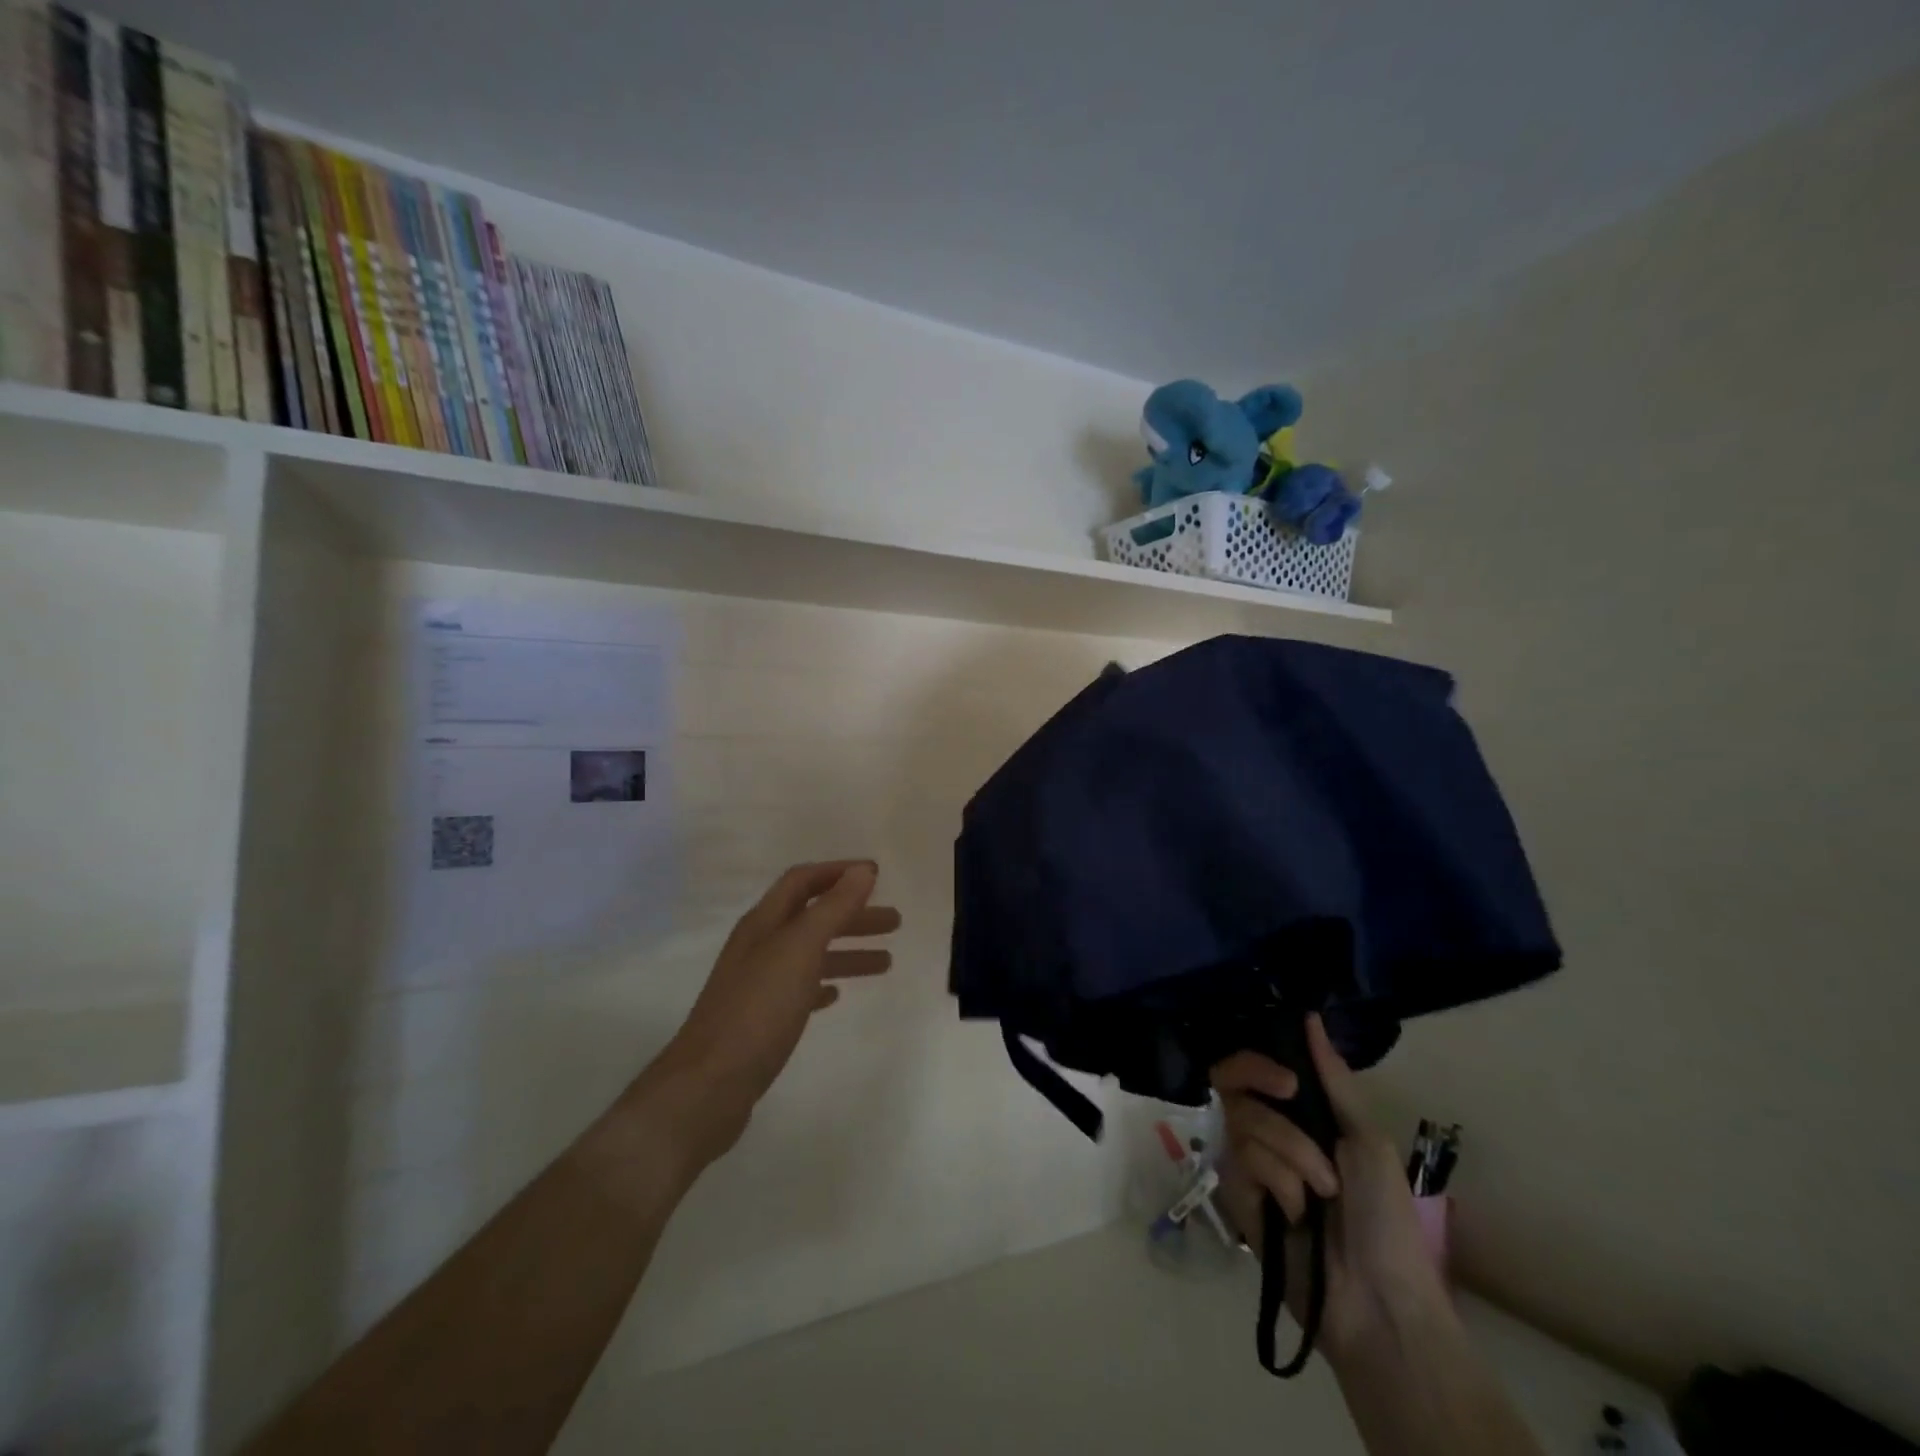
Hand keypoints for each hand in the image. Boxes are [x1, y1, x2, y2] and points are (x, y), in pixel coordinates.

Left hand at [644, 862, 899, 1172]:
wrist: (708, 1086)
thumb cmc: (758, 1009)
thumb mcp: (800, 950)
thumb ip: (833, 908)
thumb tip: (863, 870)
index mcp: (764, 923)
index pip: (802, 881)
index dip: (838, 872)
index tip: (877, 875)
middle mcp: (759, 946)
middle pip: (811, 917)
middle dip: (853, 914)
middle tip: (895, 922)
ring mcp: (757, 984)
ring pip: (810, 954)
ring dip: (848, 951)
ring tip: (886, 962)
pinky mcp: (760, 1019)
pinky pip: (799, 989)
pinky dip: (824, 983)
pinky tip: (837, 994)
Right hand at [1211, 1014, 1448, 1366]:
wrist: (1378, 1299)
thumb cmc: (1386, 1218)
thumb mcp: (1367, 1139)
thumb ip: (1333, 1079)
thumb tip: (1310, 1017)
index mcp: (1301, 1116)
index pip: (1255, 1068)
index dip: (1257, 1061)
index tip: (1286, 1077)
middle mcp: (1269, 1131)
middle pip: (1234, 1082)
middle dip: (1260, 1085)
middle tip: (1288, 1096)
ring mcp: (1250, 1163)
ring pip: (1244, 1120)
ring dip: (1292, 1151)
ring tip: (1321, 1193)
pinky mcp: (1237, 1195)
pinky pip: (1244, 1161)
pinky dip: (1279, 1182)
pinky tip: (1296, 1212)